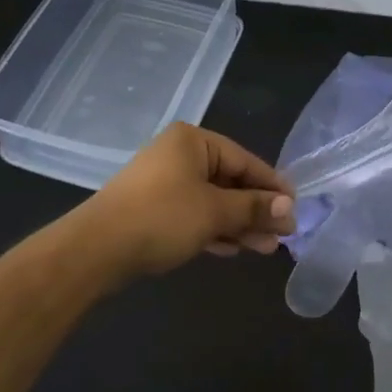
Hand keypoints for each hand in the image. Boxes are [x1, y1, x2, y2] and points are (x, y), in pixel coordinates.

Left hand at [77, 123, 295, 279]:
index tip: (295, 209)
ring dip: (239, 224)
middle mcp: (179, 155)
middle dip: (256, 210)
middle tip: (283, 235)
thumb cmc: (162, 217)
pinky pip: (194, 215)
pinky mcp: (153, 210)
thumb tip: (289, 208)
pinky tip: (233, 249)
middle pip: (230, 181)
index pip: (245, 160)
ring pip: (213, 202)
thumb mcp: (215, 211)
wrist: (96, 250)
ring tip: (266, 249)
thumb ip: (254, 207)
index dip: (272, 186)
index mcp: (193, 141)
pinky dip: (215, 230)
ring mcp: (164, 183)